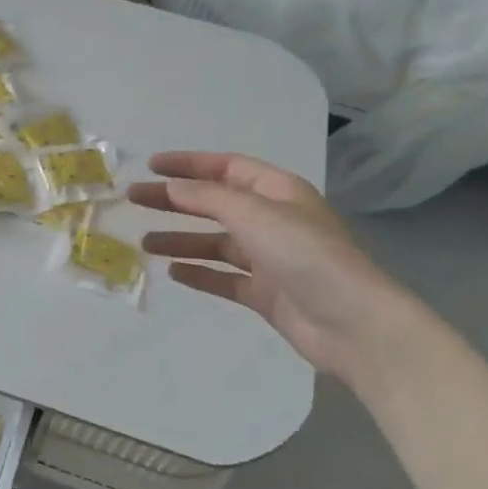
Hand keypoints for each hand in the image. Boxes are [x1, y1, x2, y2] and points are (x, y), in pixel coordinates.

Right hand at [129, 151, 429, 388]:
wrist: (352, 324)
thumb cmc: (306, 255)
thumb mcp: (254, 214)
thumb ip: (209, 198)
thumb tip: (172, 187)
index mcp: (277, 191)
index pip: (226, 168)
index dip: (189, 164)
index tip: (151, 166)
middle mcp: (273, 220)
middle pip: (215, 203)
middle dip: (176, 201)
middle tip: (135, 200)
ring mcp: (270, 259)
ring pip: (216, 242)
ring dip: (181, 240)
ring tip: (144, 243)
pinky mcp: (266, 294)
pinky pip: (224, 277)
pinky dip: (200, 273)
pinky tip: (173, 273)